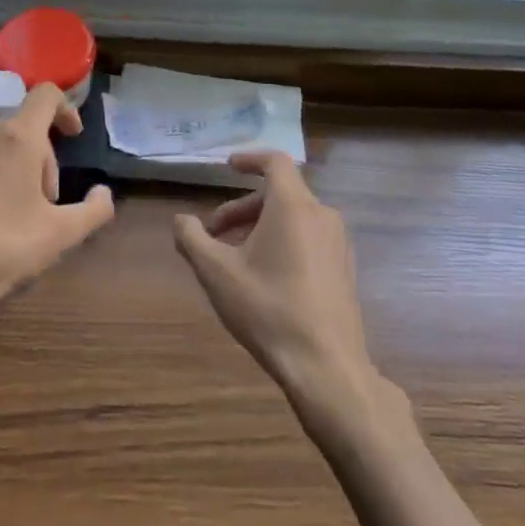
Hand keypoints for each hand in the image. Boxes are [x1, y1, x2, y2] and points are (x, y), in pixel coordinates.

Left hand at [0, 83, 116, 337]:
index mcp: (17, 138)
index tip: (73, 136)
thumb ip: (94, 209)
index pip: (46, 95)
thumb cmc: (2, 249)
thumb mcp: (61, 235)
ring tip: (14, 212)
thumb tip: (103, 193)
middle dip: (42, 158)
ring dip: (14, 167)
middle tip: (44, 202)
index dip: (66, 109)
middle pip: (24, 127)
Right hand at [174, 151, 383, 412]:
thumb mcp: (216, 273)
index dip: (249, 159)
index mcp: (294, 206)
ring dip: (261, 226)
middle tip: (213, 232)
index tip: (227, 167)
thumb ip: (192, 239)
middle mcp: (321, 215)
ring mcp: (338, 243)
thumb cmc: (268, 309)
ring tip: (234, 257)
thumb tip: (180, 221)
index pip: (275, 162)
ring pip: (294, 217)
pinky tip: (264, 276)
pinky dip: (283, 241)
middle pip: (280, 193)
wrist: (326, 366)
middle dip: (242, 207)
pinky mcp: (344, 268)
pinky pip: (309, 238)